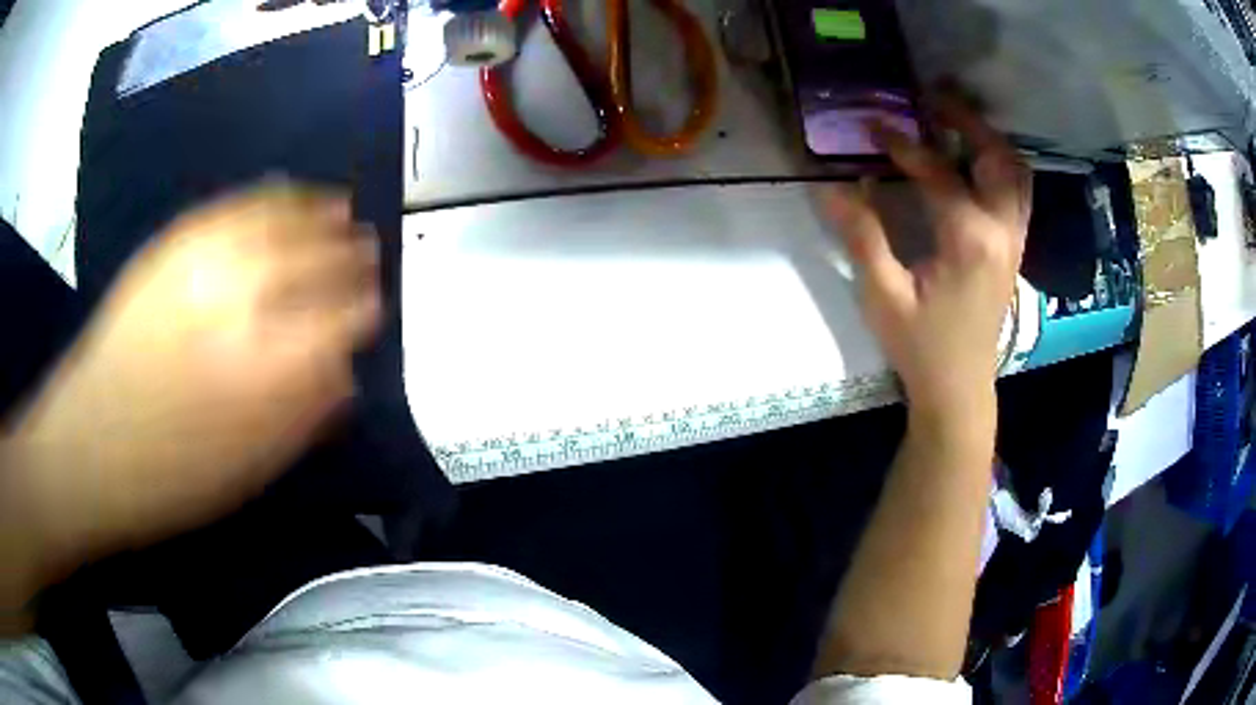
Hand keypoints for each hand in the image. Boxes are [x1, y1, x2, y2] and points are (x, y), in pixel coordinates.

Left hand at [5, 181, 380, 568]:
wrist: (88, 450)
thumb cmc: (173, 479)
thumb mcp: (251, 470)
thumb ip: (305, 416)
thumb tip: (345, 373)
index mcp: (268, 370)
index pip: (342, 318)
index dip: (365, 310)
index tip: (376, 308)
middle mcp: (242, 301)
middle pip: (316, 259)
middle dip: (349, 255)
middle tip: (369, 251)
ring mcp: (203, 263)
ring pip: (280, 220)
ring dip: (317, 214)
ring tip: (341, 209)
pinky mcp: (171, 246)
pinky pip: (235, 207)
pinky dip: (270, 197)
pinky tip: (287, 195)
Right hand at [826, 98, 1031, 424]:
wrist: (959, 388)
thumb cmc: (921, 346)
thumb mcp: (884, 295)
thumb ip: (863, 236)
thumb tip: (832, 186)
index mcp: (969, 240)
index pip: (938, 173)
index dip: (904, 145)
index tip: (875, 125)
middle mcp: (1002, 232)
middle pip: (997, 158)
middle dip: (967, 121)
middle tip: (933, 100)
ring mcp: (1014, 241)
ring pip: (1016, 174)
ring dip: (989, 141)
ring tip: (957, 124)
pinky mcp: (1014, 250)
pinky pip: (1018, 195)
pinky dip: (1000, 168)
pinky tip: (975, 164)